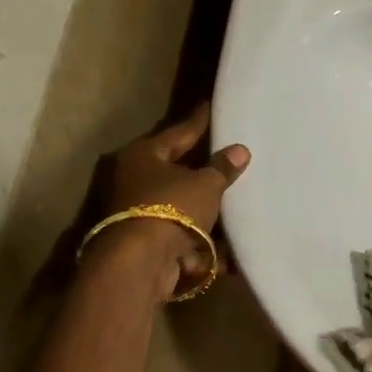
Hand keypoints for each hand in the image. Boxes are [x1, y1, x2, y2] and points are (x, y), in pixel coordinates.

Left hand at [90, 105, 248, 298]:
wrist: (139, 264)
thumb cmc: (170, 209)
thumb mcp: (205, 185)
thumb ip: (222, 168)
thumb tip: (239, 150)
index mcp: (142, 155)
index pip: (179, 132)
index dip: (201, 122)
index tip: (214, 107)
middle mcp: (132, 178)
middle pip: (175, 167)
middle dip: (201, 164)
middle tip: (227, 152)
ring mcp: (135, 211)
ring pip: (178, 201)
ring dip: (202, 203)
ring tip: (233, 196)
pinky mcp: (143, 240)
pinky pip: (179, 230)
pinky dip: (200, 234)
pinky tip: (226, 238)